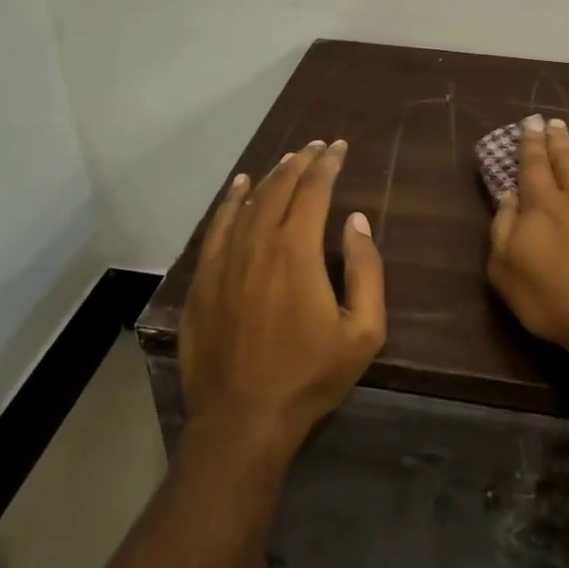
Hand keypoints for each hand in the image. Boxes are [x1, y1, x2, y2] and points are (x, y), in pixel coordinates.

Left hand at [179, 139, 386, 459]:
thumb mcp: (363, 332)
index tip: (339, 147)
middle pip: (279, 188)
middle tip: (317, 146)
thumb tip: (356, 222)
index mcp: (297, 251)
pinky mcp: (202, 280)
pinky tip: (239, 187)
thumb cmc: (309, 376)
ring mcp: (224, 260)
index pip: (314, 191)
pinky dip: (230, 201)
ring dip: (271, 176)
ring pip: (248, 203)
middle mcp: (257, 243)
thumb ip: (366, 270)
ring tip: (287, 160)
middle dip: (301, 162)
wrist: (242, 420)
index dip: (328, 165)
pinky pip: (217, 227)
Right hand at [487, 116, 568, 360]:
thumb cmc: (553, 300)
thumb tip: (508, 195)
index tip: (530, 124)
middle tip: (554, 123)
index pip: (533, 165)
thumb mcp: (506, 271)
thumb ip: (503, 228)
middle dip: (557, 139)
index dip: (530, 143)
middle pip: (566, 159)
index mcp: (542, 205)